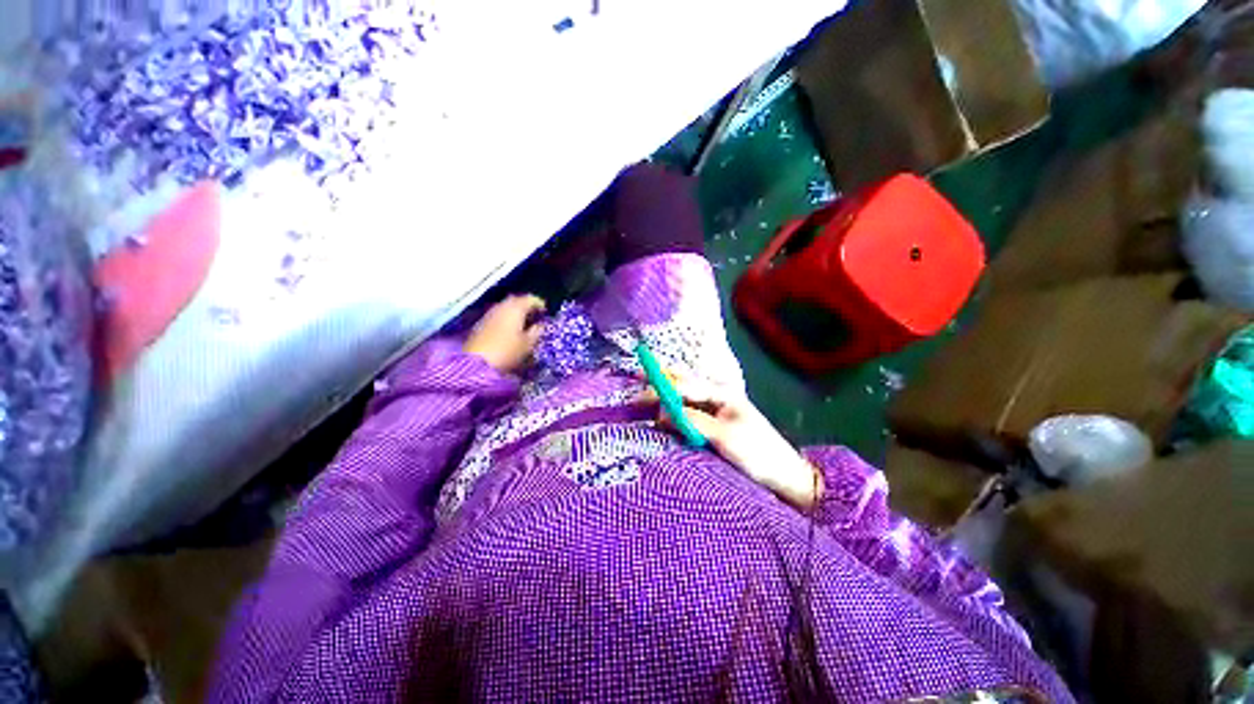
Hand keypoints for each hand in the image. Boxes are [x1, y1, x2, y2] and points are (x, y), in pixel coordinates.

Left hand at [463, 295, 546, 373]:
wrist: (476, 362)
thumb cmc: (507, 351)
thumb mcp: (528, 343)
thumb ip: (537, 331)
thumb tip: (540, 324)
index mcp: (516, 308)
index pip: (530, 299)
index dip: (539, 304)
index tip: (545, 311)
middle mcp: (502, 306)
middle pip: (517, 300)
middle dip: (526, 306)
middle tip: (534, 315)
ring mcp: (490, 313)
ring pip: (506, 307)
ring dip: (515, 312)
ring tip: (523, 323)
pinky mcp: (481, 322)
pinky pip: (498, 314)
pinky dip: (506, 317)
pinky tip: (510, 328)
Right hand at [646, 377, 822, 509]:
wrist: (784, 476)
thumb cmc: (758, 453)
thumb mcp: (724, 436)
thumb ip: (692, 421)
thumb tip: (662, 413)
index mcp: (721, 392)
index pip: (683, 385)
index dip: (658, 388)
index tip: (636, 397)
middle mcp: (715, 395)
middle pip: (681, 382)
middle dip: (658, 382)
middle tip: (634, 385)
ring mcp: (714, 409)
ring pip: (682, 396)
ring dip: (663, 396)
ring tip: (642, 403)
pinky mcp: (712, 424)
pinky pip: (687, 412)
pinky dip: (672, 412)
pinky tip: (661, 417)